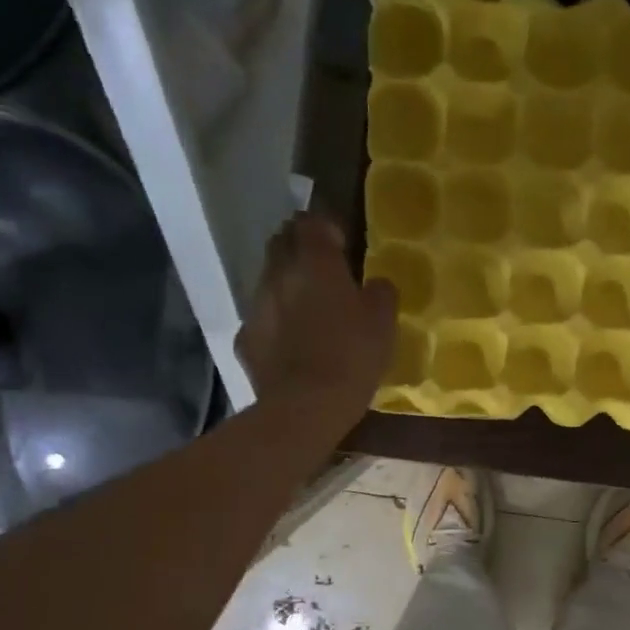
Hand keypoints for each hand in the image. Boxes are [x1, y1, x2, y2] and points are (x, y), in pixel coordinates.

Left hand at [235, 213, 396, 427]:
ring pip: (268, 281)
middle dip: (298, 248)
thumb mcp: (383, 323)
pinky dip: (274, 323)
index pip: (311, 222)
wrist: (306, 406)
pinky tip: (290, 344)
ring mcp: (256, 307)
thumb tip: (375, 284)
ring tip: (306, 309)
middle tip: (321, 269)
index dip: (325, 228)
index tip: (341, 244)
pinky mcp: (245, 339)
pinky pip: (261, 320)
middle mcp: (278, 274)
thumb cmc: (352, 356)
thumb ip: (381, 293)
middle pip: (281, 243)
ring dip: (285, 286)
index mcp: (315, 263)